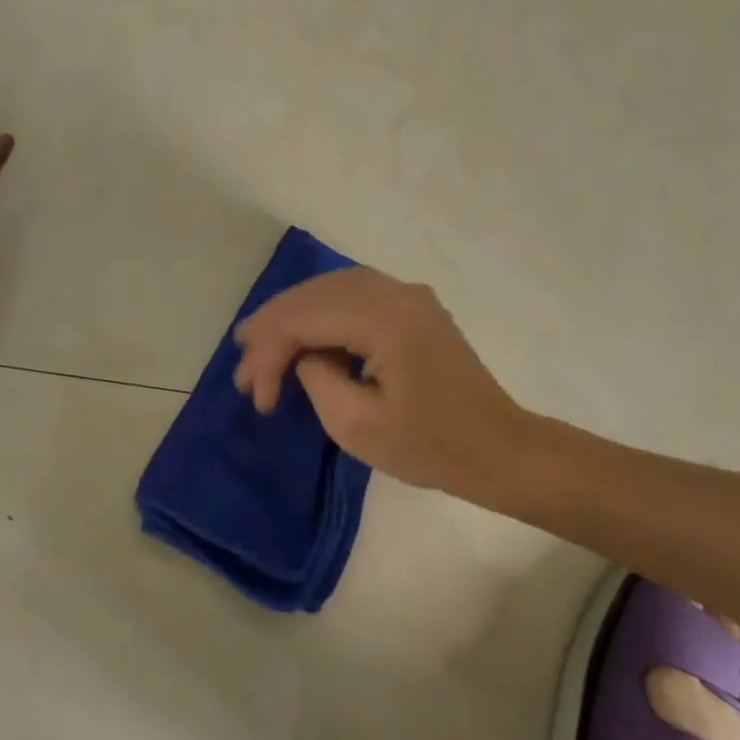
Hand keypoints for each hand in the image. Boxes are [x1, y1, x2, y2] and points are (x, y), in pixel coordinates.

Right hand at [231, 266, 532, 506]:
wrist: (499, 450)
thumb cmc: (430, 447)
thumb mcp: (356, 424)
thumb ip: (316, 377)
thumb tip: (304, 356)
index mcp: (385, 319)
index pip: (305, 318)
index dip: (270, 353)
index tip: (255, 397)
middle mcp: (396, 293)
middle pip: (314, 294)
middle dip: (272, 327)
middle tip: (240, 361)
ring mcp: (408, 297)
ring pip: (330, 288)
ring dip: (292, 315)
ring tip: (258, 343)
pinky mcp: (413, 309)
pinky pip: (352, 296)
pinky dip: (319, 313)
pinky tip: (300, 334)